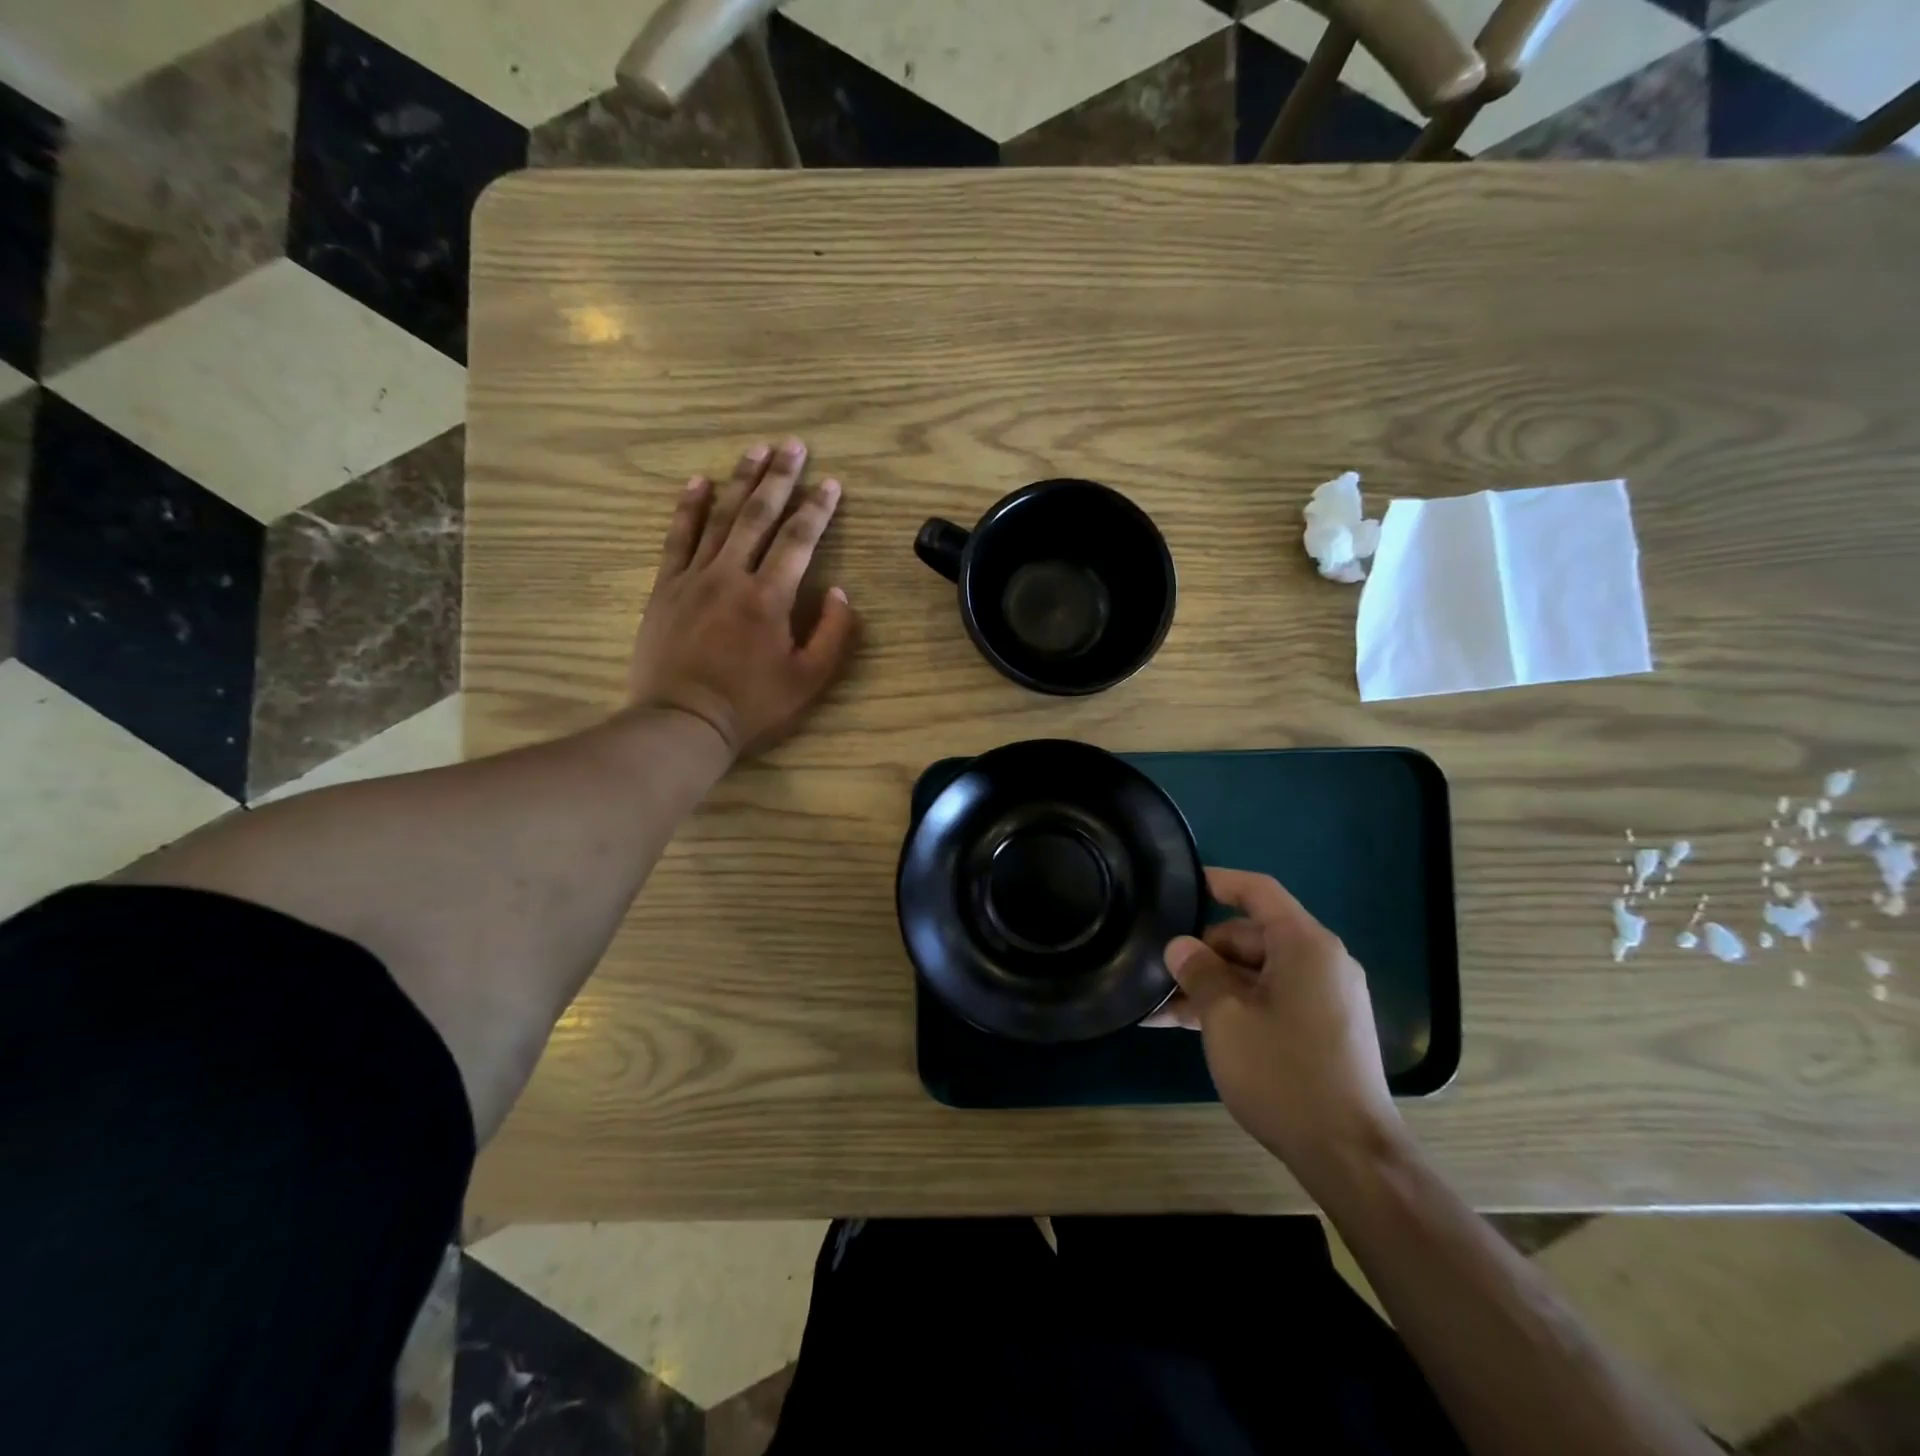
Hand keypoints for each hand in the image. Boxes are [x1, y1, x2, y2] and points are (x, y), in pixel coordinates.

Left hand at [628, 439, 859, 756]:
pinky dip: (688, 508)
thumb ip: (832, 635)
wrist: (682, 721)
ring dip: (740, 481)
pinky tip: (698, 482)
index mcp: (770, 597)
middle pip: (759, 516)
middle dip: (780, 478)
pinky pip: (678, 538)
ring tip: (756, 450)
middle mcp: (732, 575)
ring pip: (720, 518)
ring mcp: (694, 578)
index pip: (799, 540)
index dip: (818, 508)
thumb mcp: (809, 680)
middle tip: (793, 445)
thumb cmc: (752, 705)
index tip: (831, 482)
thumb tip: (841, 593)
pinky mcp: (666, 588)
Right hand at [1161, 868, 1404, 1183]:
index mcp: (1305, 945)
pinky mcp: (1322, 1030)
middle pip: (1252, 936)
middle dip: (1204, 952)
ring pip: (1256, 974)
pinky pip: (1270, 1001)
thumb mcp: (1226, 1017)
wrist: (1350, 1156)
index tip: (1181, 883)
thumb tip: (1180, 946)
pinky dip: (1235, 1007)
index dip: (1219, 881)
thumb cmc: (1284, 1073)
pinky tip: (1190, 1027)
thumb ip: (1199, 972)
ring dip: (1212, 986)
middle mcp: (1320, 963)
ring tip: (1160, 1008)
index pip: (1258, 891)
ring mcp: (1324, 998)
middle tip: (1158, 972)